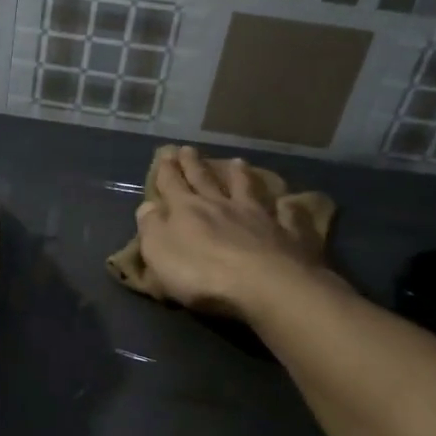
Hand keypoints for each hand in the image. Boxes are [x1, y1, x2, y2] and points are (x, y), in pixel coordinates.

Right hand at [135, 146, 333, 321]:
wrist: (264, 285)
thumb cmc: (201, 273)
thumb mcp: (160, 252)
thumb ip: (152, 227)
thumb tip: (148, 205)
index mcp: (187, 210)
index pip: (172, 184)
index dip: (167, 170)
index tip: (165, 154)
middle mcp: (222, 205)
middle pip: (205, 180)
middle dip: (194, 164)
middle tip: (189, 149)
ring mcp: (258, 216)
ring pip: (247, 189)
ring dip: (240, 175)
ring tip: (237, 162)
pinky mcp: (287, 233)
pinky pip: (287, 214)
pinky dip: (286, 206)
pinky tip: (288, 201)